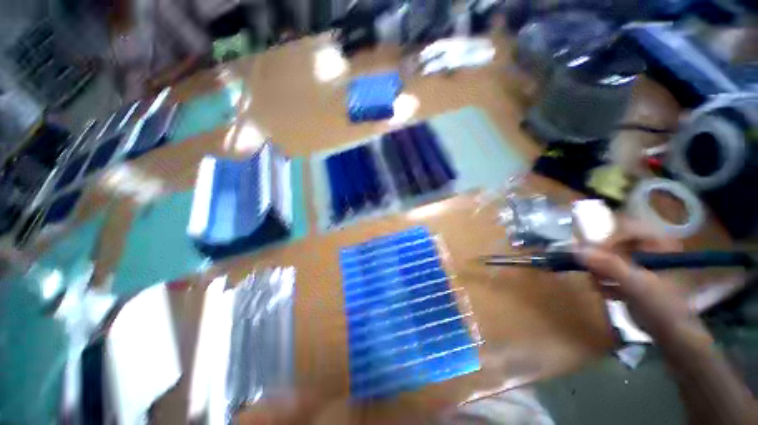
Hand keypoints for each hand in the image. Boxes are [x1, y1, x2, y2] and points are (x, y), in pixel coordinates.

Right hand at [575, 218, 695, 336]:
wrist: (671, 335)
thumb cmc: (661, 306)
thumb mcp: (636, 284)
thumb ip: (608, 265)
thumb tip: (575, 249)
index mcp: (657, 244)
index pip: (626, 228)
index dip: (607, 237)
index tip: (592, 251)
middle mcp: (648, 250)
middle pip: (614, 243)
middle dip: (599, 258)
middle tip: (589, 269)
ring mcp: (638, 265)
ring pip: (608, 259)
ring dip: (598, 271)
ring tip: (597, 284)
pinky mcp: (630, 278)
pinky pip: (608, 272)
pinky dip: (602, 281)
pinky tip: (603, 292)